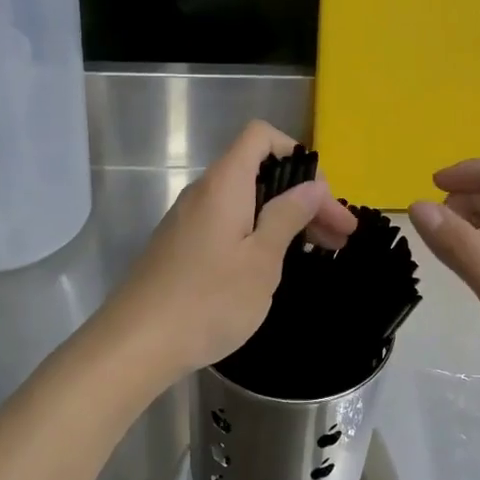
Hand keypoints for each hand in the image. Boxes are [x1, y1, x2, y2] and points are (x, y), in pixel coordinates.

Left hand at [104, 121, 358, 383]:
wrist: (138, 342)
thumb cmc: (209, 300)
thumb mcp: (261, 259)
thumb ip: (288, 216)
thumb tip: (312, 185)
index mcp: (225, 184)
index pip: (261, 137)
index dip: (297, 155)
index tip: (322, 198)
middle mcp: (204, 192)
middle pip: (259, 172)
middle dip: (303, 196)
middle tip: (341, 236)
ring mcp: (189, 220)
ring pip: (246, 202)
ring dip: (284, 218)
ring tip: (319, 250)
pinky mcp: (183, 247)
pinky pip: (229, 224)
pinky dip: (259, 234)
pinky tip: (276, 264)